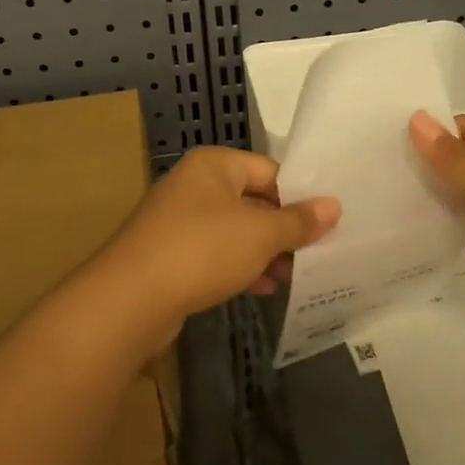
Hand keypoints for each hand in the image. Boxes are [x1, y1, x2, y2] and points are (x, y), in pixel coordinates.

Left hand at [81, 147, 339, 348]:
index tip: (327, 223)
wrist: (130, 299)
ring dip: (264, 252)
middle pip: (252, 200)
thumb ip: (298, 220)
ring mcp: (179, 221)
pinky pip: (216, 254)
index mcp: (213, 165)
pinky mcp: (171, 255)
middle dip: (283, 228)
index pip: (269, 170)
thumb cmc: (202, 250)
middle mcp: (194, 186)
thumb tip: (334, 205)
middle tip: (316, 253)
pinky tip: (263, 288)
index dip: (299, 195)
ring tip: (293, 275)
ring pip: (235, 231)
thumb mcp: (260, 234)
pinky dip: (240, 267)